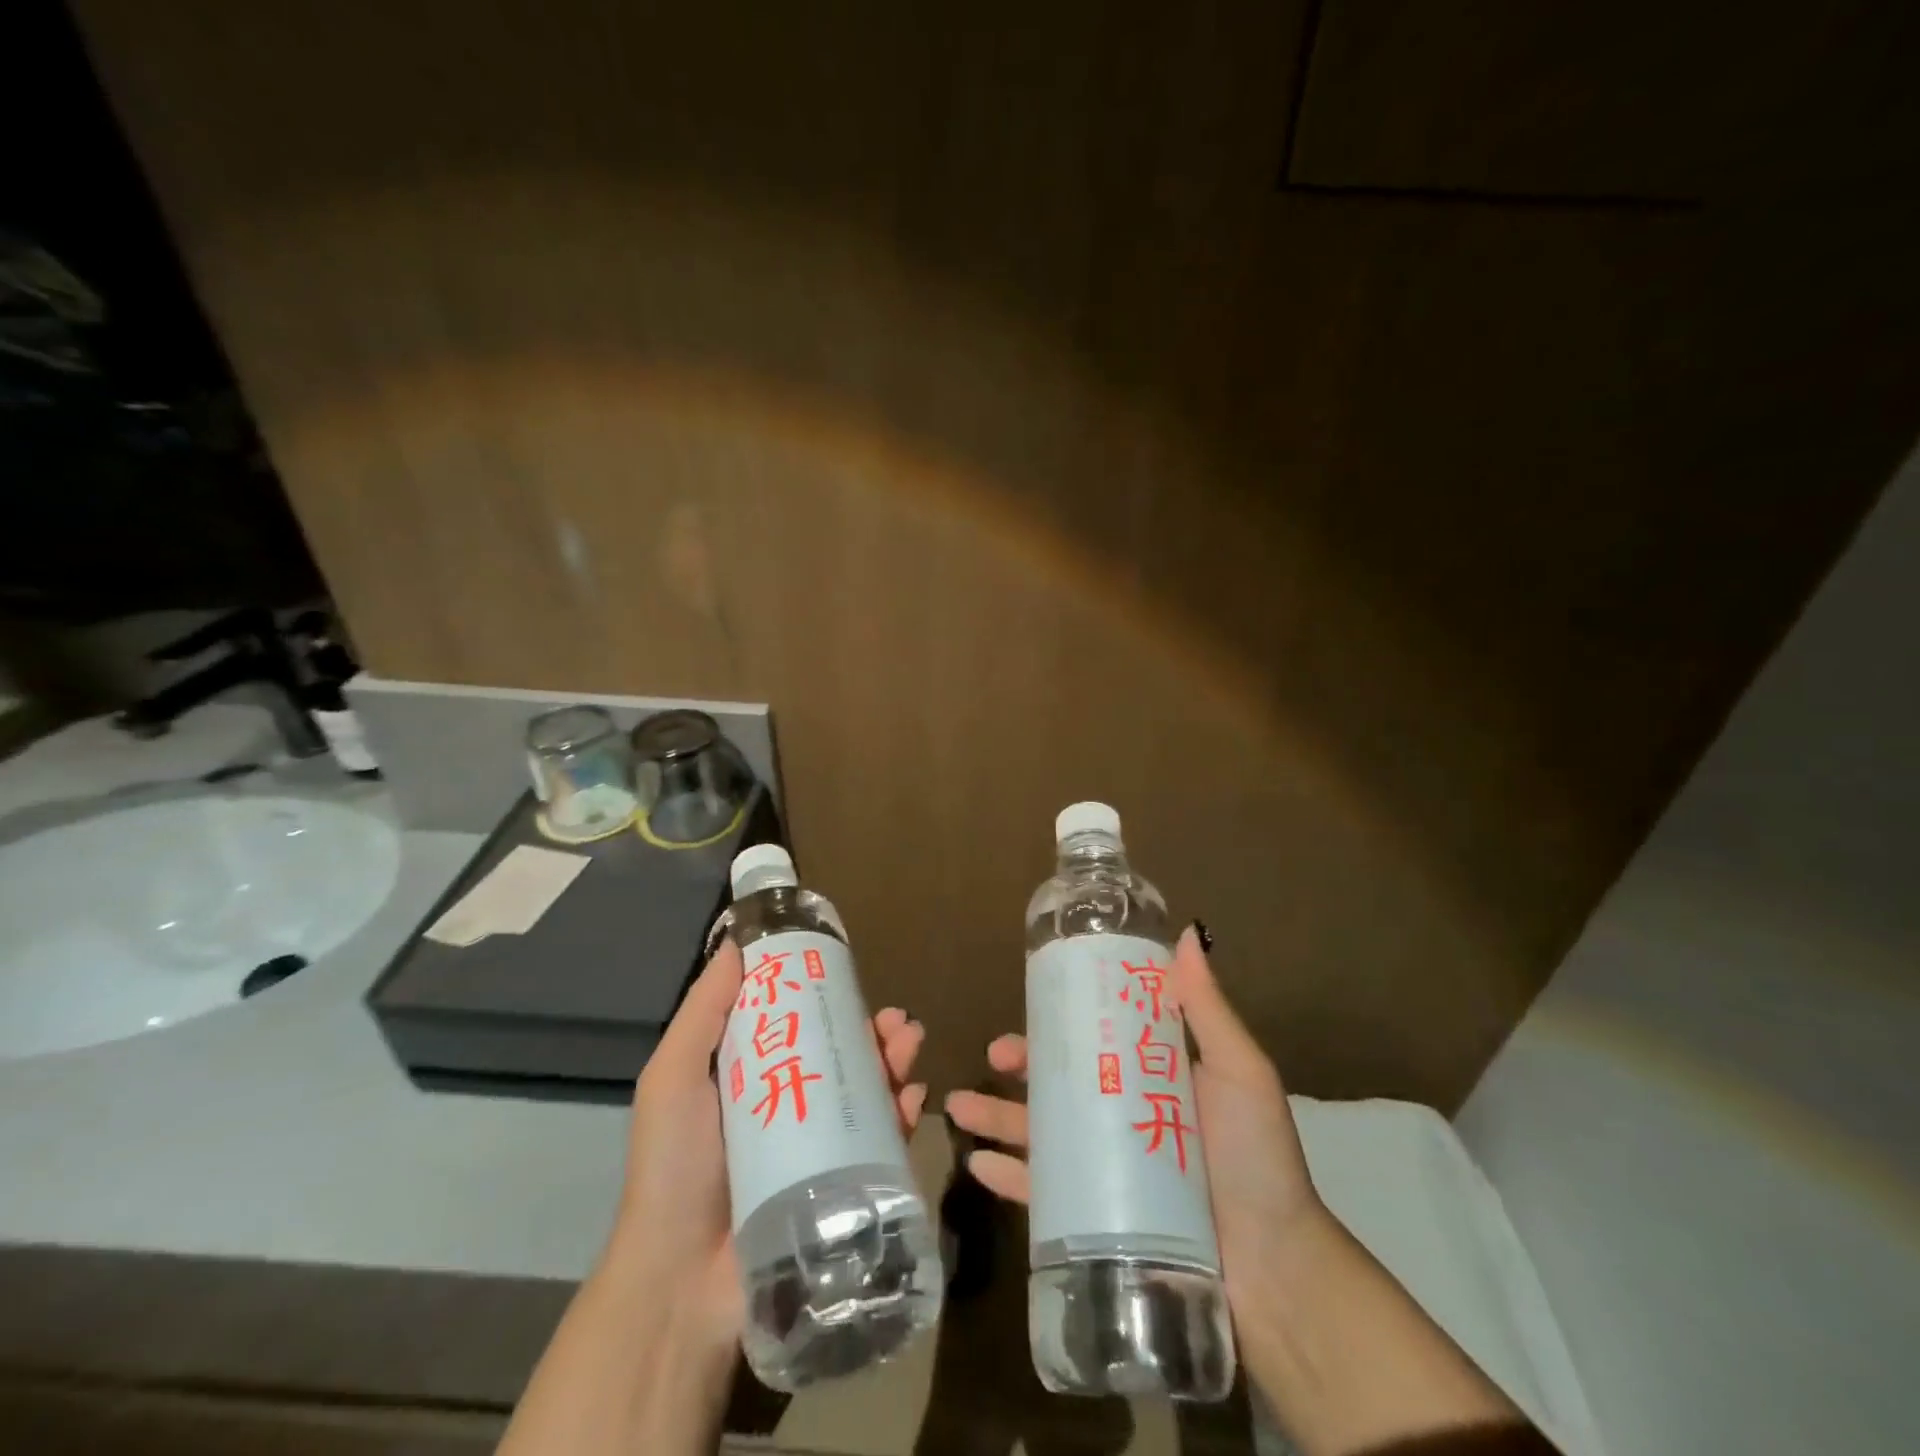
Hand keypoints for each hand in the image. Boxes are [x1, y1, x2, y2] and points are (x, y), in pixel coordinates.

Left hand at [607, 938, 930, 1352]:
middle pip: (838, 1055)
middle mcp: (785, 1104)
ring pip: (865, 1091)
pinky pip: (880, 1142)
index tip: (848, 974)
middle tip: (896, 1019)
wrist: (681, 1283)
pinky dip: (902, 1114)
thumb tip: (735, 942)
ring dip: (893, 1062)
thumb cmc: (674, 1167)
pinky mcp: (838, 1186)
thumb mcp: (674, 1076)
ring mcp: (815, 1148)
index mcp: (748, 1076)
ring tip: (910, 1042)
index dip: (824, 996)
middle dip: (871, 1031)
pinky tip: (914, 1096)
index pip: (795, 1023)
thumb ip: (704, 1010)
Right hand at [943, 924, 1326, 1313]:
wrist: (1278, 1274)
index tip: (1034, 1000)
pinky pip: (1043, 1195)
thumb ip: (1208, 1009)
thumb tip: (1186, 933)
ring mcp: (1109, 1172)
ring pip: (1042, 1135)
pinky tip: (978, 1165)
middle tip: (993, 1054)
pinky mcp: (1099, 1222)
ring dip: (997, 1118)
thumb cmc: (1257, 1161)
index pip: (1100, 1039)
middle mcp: (1127, 1119)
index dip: (1065, 1020)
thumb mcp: (1239, 1073)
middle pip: (1062, 1084)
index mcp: (1155, 1080)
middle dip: (1022, 1066)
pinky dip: (1009, 1179)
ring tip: (957, 1107)